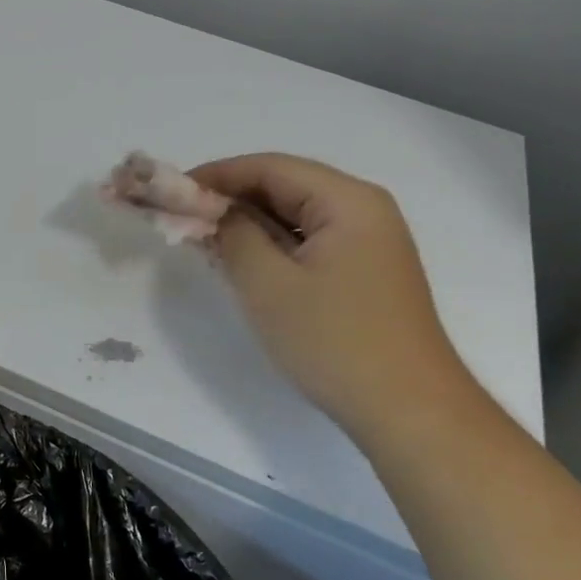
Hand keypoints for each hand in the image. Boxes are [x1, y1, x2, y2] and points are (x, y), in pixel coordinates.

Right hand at [190, 154, 479, 438]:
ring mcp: (368, 242)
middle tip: (181, 218)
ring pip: (294, 216)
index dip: (216, 175)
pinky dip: (270, 247)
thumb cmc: (335, 342)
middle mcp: (363, 210)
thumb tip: (212, 211)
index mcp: (348, 200)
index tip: (171, 192)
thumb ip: (233, 235)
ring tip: (202, 240)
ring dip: (248, 224)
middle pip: (284, 186)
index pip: (269, 167)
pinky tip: (240, 262)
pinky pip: (307, 243)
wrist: (409, 412)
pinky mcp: (363, 272)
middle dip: (230, 199)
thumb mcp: (268, 285)